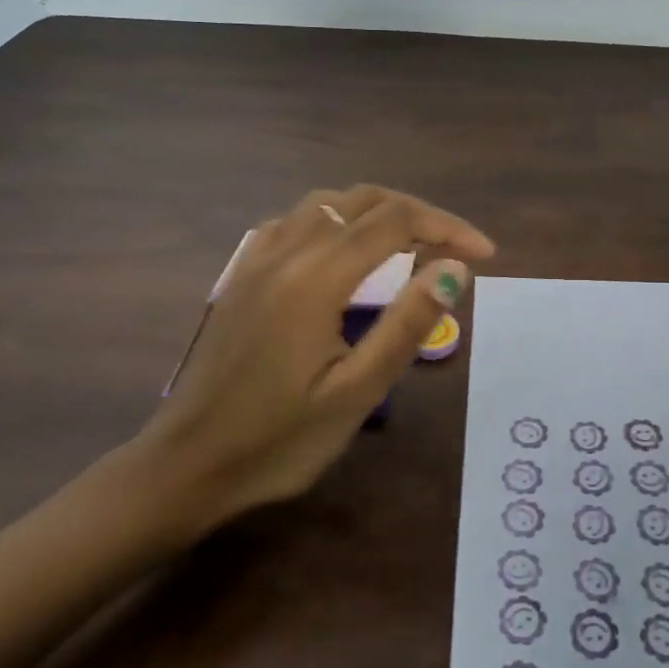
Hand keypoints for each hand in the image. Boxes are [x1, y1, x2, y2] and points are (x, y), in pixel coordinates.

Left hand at [132, 185, 493, 543]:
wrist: (185, 467)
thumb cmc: (278, 440)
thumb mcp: (356, 393)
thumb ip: (407, 324)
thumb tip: (454, 269)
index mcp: (316, 278)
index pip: (396, 221)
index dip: (447, 227)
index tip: (483, 253)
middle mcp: (286, 252)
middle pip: (364, 200)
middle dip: (419, 215)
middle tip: (456, 248)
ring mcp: (256, 258)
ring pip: (328, 202)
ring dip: (378, 211)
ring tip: (411, 243)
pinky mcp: (241, 274)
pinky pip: (295, 220)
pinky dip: (336, 219)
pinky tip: (344, 250)